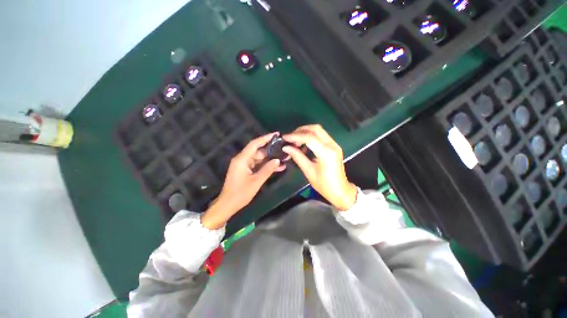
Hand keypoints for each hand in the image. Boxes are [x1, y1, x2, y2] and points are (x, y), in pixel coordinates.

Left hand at [201, 132, 285, 228]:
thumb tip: (278, 160)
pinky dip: (265, 166)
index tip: (276, 134)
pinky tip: (277, 167)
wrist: (228, 205)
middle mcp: (242, 159)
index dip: (265, 138)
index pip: (255, 144)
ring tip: (283, 159)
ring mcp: (244, 165)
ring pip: (259, 158)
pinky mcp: (245, 170)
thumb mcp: (256, 181)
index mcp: (242, 159)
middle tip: (283, 149)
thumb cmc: (240, 193)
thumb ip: (267, 170)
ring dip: (270, 159)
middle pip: (258, 151)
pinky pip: (257, 165)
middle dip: (271, 151)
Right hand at [283, 125, 356, 210]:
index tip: (285, 138)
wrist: (340, 191)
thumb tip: (286, 147)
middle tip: (290, 137)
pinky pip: (321, 136)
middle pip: (315, 129)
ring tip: (295, 141)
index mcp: (326, 153)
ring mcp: (334, 144)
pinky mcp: (334, 146)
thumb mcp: (309, 171)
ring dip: (306, 132)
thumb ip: (297, 157)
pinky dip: (311, 137)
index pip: (309, 138)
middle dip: (301, 130)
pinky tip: (304, 145)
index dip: (295, 136)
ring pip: (319, 131)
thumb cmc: (324, 185)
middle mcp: (332, 145)